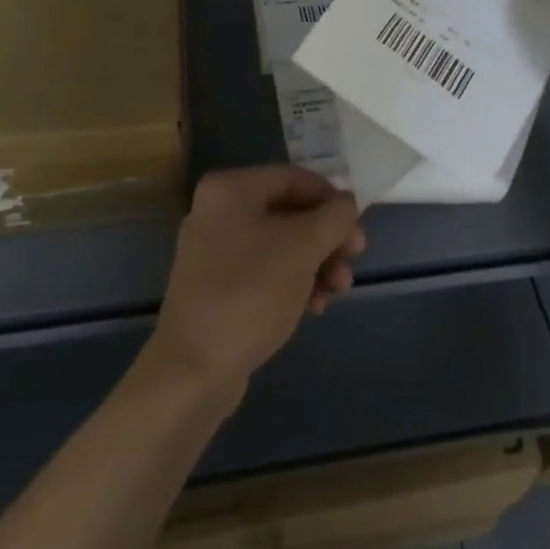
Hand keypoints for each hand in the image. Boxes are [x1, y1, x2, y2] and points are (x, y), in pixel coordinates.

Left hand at [147, 166, 365, 411]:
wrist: (193, 369)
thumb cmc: (250, 293)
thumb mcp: (302, 248)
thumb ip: (333, 218)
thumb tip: (347, 203)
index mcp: (230, 189)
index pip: (294, 178)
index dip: (331, 200)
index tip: (356, 232)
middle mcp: (218, 211)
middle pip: (288, 213)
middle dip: (326, 239)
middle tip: (351, 265)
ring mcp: (214, 250)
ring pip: (280, 244)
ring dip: (315, 264)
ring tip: (336, 293)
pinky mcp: (217, 285)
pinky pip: (264, 270)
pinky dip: (293, 282)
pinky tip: (314, 307)